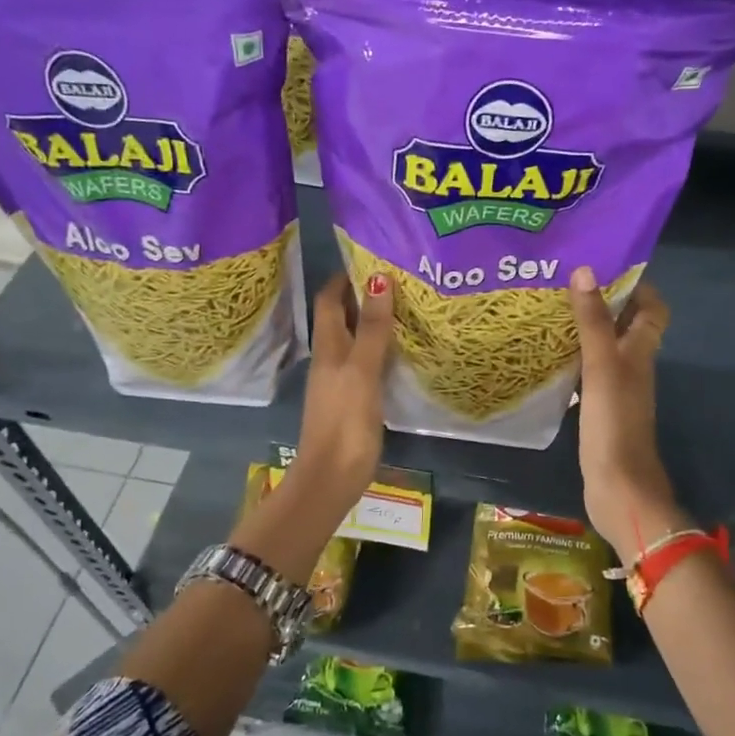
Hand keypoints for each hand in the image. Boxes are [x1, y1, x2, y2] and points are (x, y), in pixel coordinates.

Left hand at [293, 270, 394, 509]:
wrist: (332, 477)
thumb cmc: (344, 420)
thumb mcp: (361, 370)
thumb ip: (371, 328)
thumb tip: (378, 277)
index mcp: (327, 348)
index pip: (329, 300)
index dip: (344, 278)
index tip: (371, 258)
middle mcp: (331, 359)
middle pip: (341, 318)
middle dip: (363, 297)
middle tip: (398, 279)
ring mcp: (341, 382)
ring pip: (355, 341)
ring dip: (373, 323)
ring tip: (406, 308)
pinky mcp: (354, 401)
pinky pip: (366, 364)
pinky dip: (380, 350)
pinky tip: (402, 352)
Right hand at [567, 268, 684, 556]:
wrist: (618, 487)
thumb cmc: (614, 423)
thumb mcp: (602, 366)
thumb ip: (594, 321)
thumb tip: (585, 270)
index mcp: (641, 352)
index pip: (653, 309)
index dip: (638, 286)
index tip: (605, 266)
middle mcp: (633, 367)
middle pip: (626, 326)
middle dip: (602, 303)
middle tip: (565, 284)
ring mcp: (617, 391)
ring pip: (604, 349)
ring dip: (585, 330)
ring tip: (550, 311)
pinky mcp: (599, 411)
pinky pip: (587, 374)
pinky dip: (573, 360)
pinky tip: (547, 356)